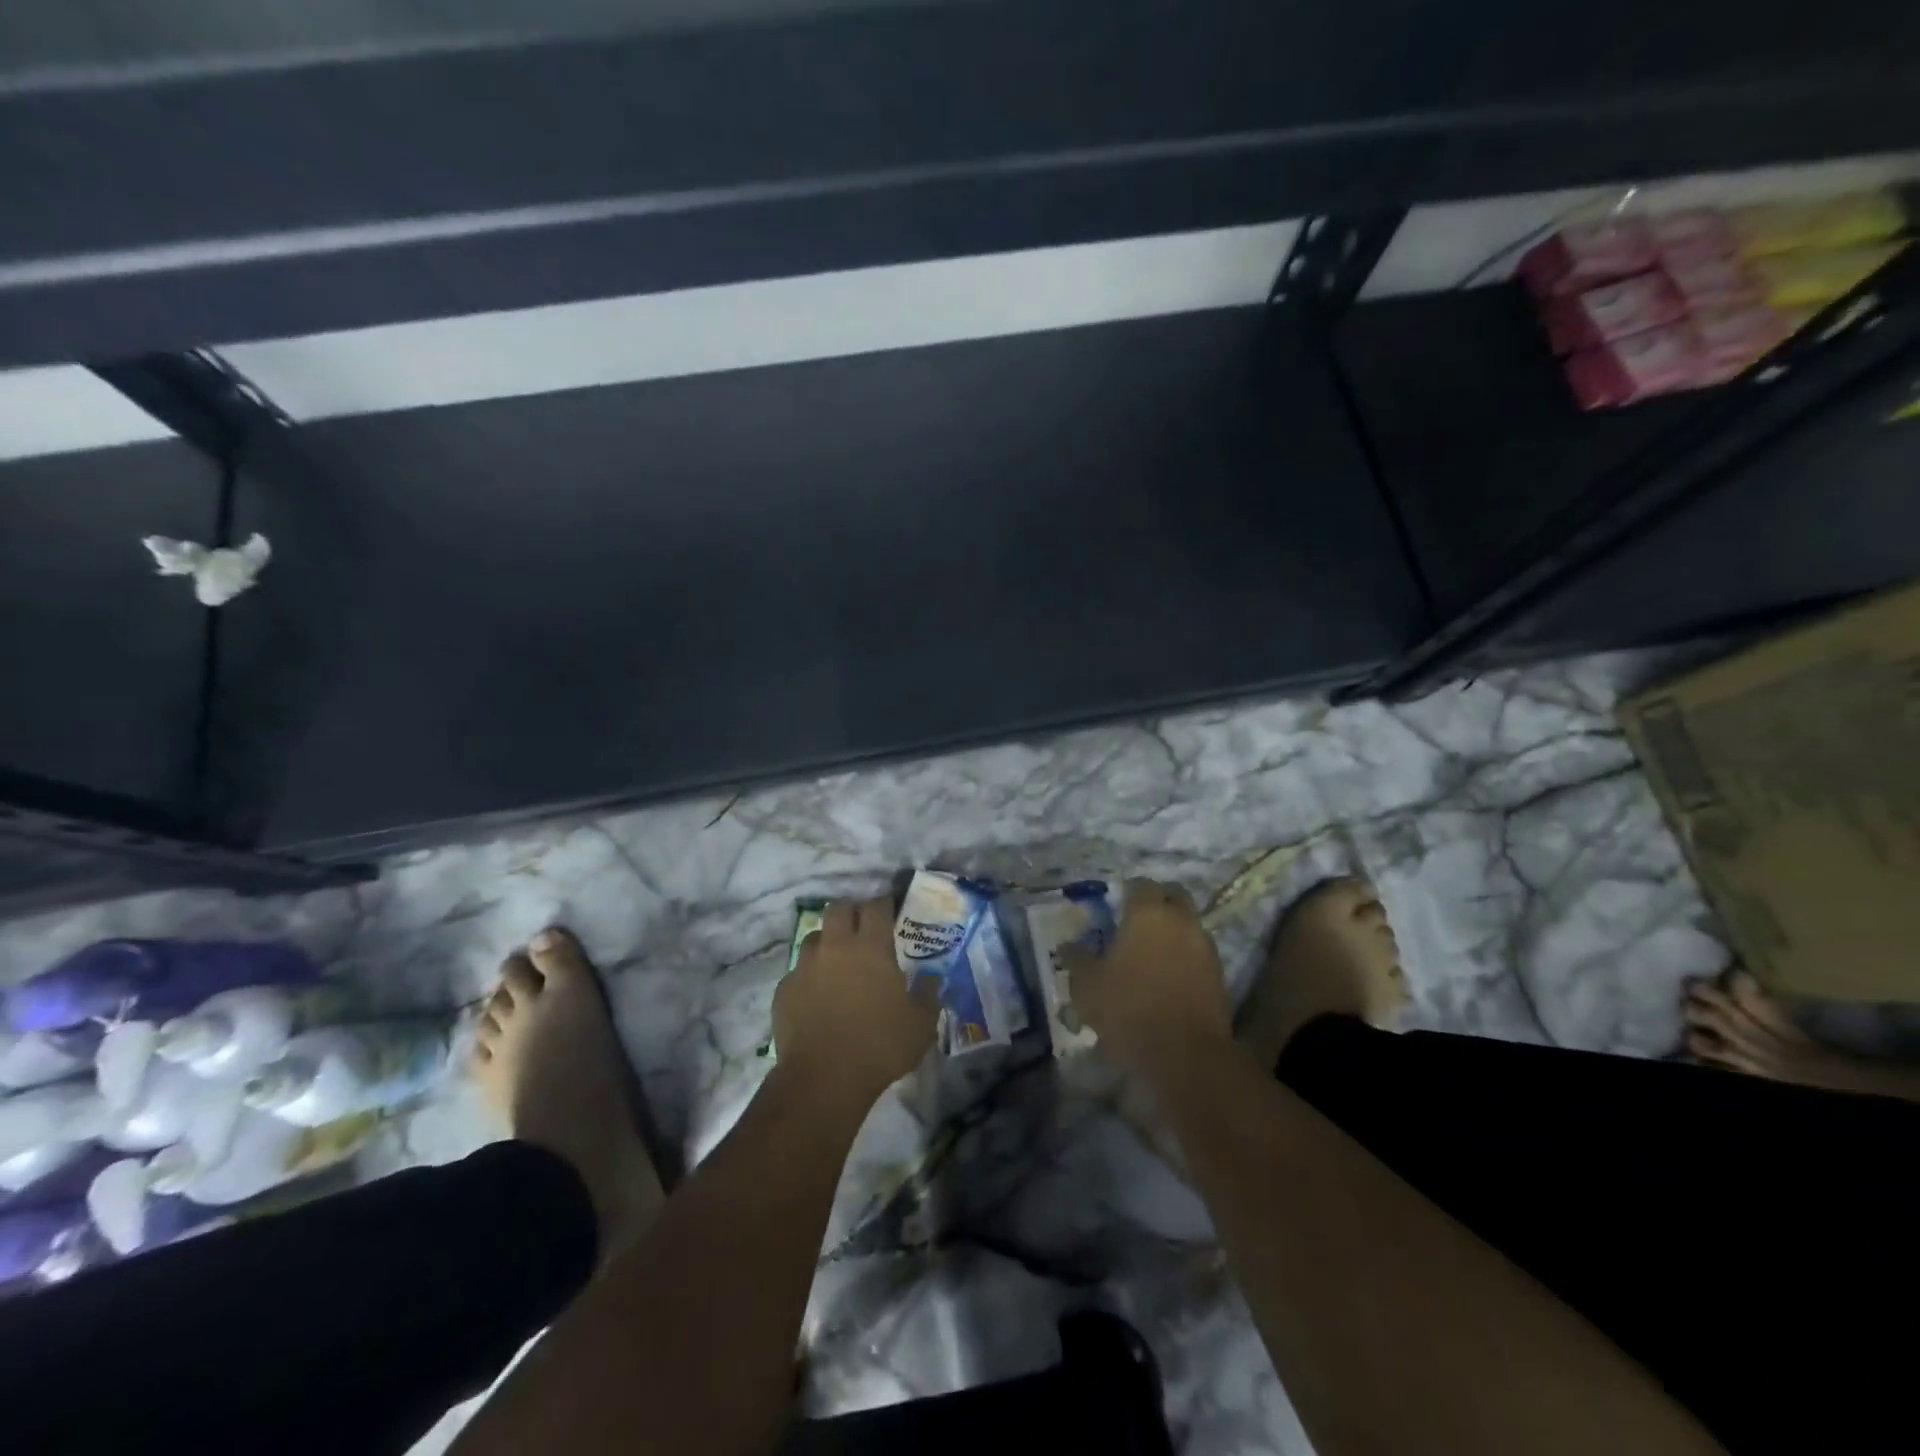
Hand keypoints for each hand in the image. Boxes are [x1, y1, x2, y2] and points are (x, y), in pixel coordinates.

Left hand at [774, 897, 938, 1107]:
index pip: (876, 907)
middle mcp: (836, 947)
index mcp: (871, 947)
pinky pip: (798, 971)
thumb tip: (933, 979)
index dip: (883, 904)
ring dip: (827, 941)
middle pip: (839, 908)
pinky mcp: (785, 989)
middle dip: (851, 911)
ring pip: (814, 936)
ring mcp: (805, 966)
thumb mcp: (921, 1024)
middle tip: (862, 928)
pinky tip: (817, 994)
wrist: (824, 1078)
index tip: (890, 910)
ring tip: (837, 960)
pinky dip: (809, 975)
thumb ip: (929, 995)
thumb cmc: (880, 1045)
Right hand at [1059, 878, 1231, 1078]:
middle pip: (1175, 896)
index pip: (1141, 885)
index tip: (1116, 904)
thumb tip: (1068, 946)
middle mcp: (1181, 921)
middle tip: (1138, 921)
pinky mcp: (1219, 975)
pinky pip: (1199, 953)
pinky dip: (1186, 957)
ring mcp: (1205, 947)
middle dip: (1159, 902)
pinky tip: (1168, 978)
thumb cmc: (1128, 1009)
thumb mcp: (1087, 986)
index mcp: (1147, 913)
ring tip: (1152, 953)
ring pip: (1190, 925)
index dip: (1129, 892)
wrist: (1185, 1055)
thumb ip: (1077, 960)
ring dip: (1174, 931)